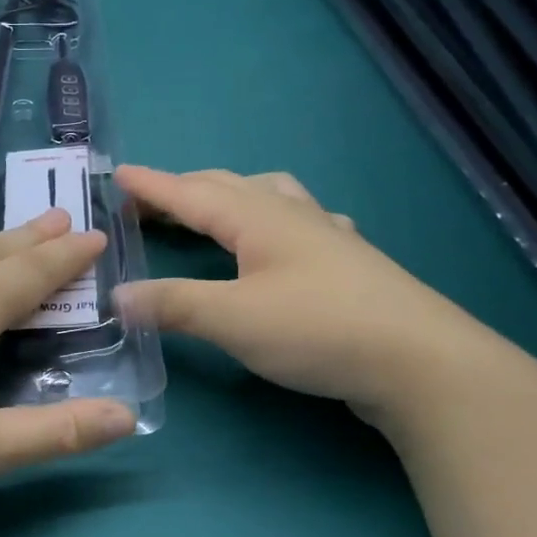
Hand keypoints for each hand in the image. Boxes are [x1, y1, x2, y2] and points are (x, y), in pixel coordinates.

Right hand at [113, 165, 504, 416]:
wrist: (419, 362)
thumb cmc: (318, 330)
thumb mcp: (232, 319)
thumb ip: (173, 304)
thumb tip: (117, 295)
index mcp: (259, 219)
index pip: (192, 193)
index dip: (152, 185)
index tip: (116, 174)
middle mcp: (293, 215)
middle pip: (228, 187)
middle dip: (183, 189)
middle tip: (147, 203)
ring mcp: (327, 236)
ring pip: (270, 196)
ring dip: (230, 195)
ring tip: (211, 210)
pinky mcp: (349, 264)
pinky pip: (301, 222)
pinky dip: (273, 220)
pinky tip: (283, 241)